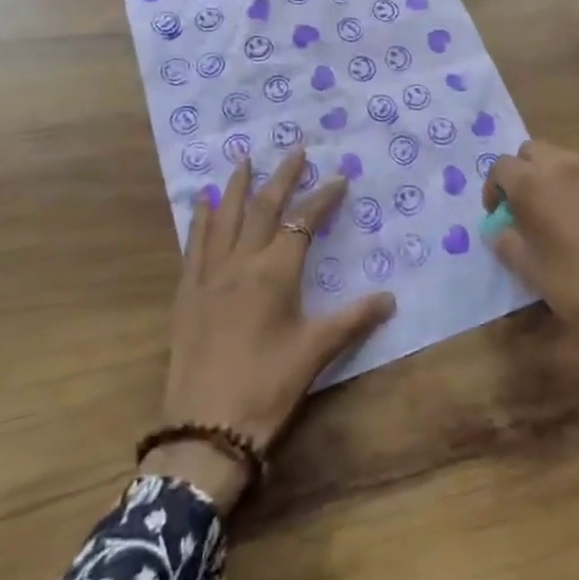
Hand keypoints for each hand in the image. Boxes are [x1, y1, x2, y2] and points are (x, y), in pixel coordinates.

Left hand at [145, 150, 395, 511]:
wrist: (205, 429)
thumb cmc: (267, 388)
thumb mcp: (315, 353)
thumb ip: (353, 320)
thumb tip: (391, 298)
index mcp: (275, 272)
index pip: (304, 222)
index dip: (323, 198)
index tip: (340, 178)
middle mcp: (241, 262)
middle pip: (263, 208)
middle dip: (282, 177)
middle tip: (295, 150)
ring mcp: (210, 275)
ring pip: (225, 218)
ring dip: (237, 186)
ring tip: (244, 159)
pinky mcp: (187, 292)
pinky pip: (194, 244)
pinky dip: (199, 219)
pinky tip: (200, 202)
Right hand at [483, 141, 578, 414]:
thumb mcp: (534, 273)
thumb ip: (508, 244)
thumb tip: (499, 230)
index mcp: (535, 184)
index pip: (501, 166)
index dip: (494, 189)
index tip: (498, 217)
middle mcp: (565, 168)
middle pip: (532, 152)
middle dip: (521, 173)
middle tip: (522, 210)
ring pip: (562, 160)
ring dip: (549, 178)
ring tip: (552, 218)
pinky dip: (576, 189)